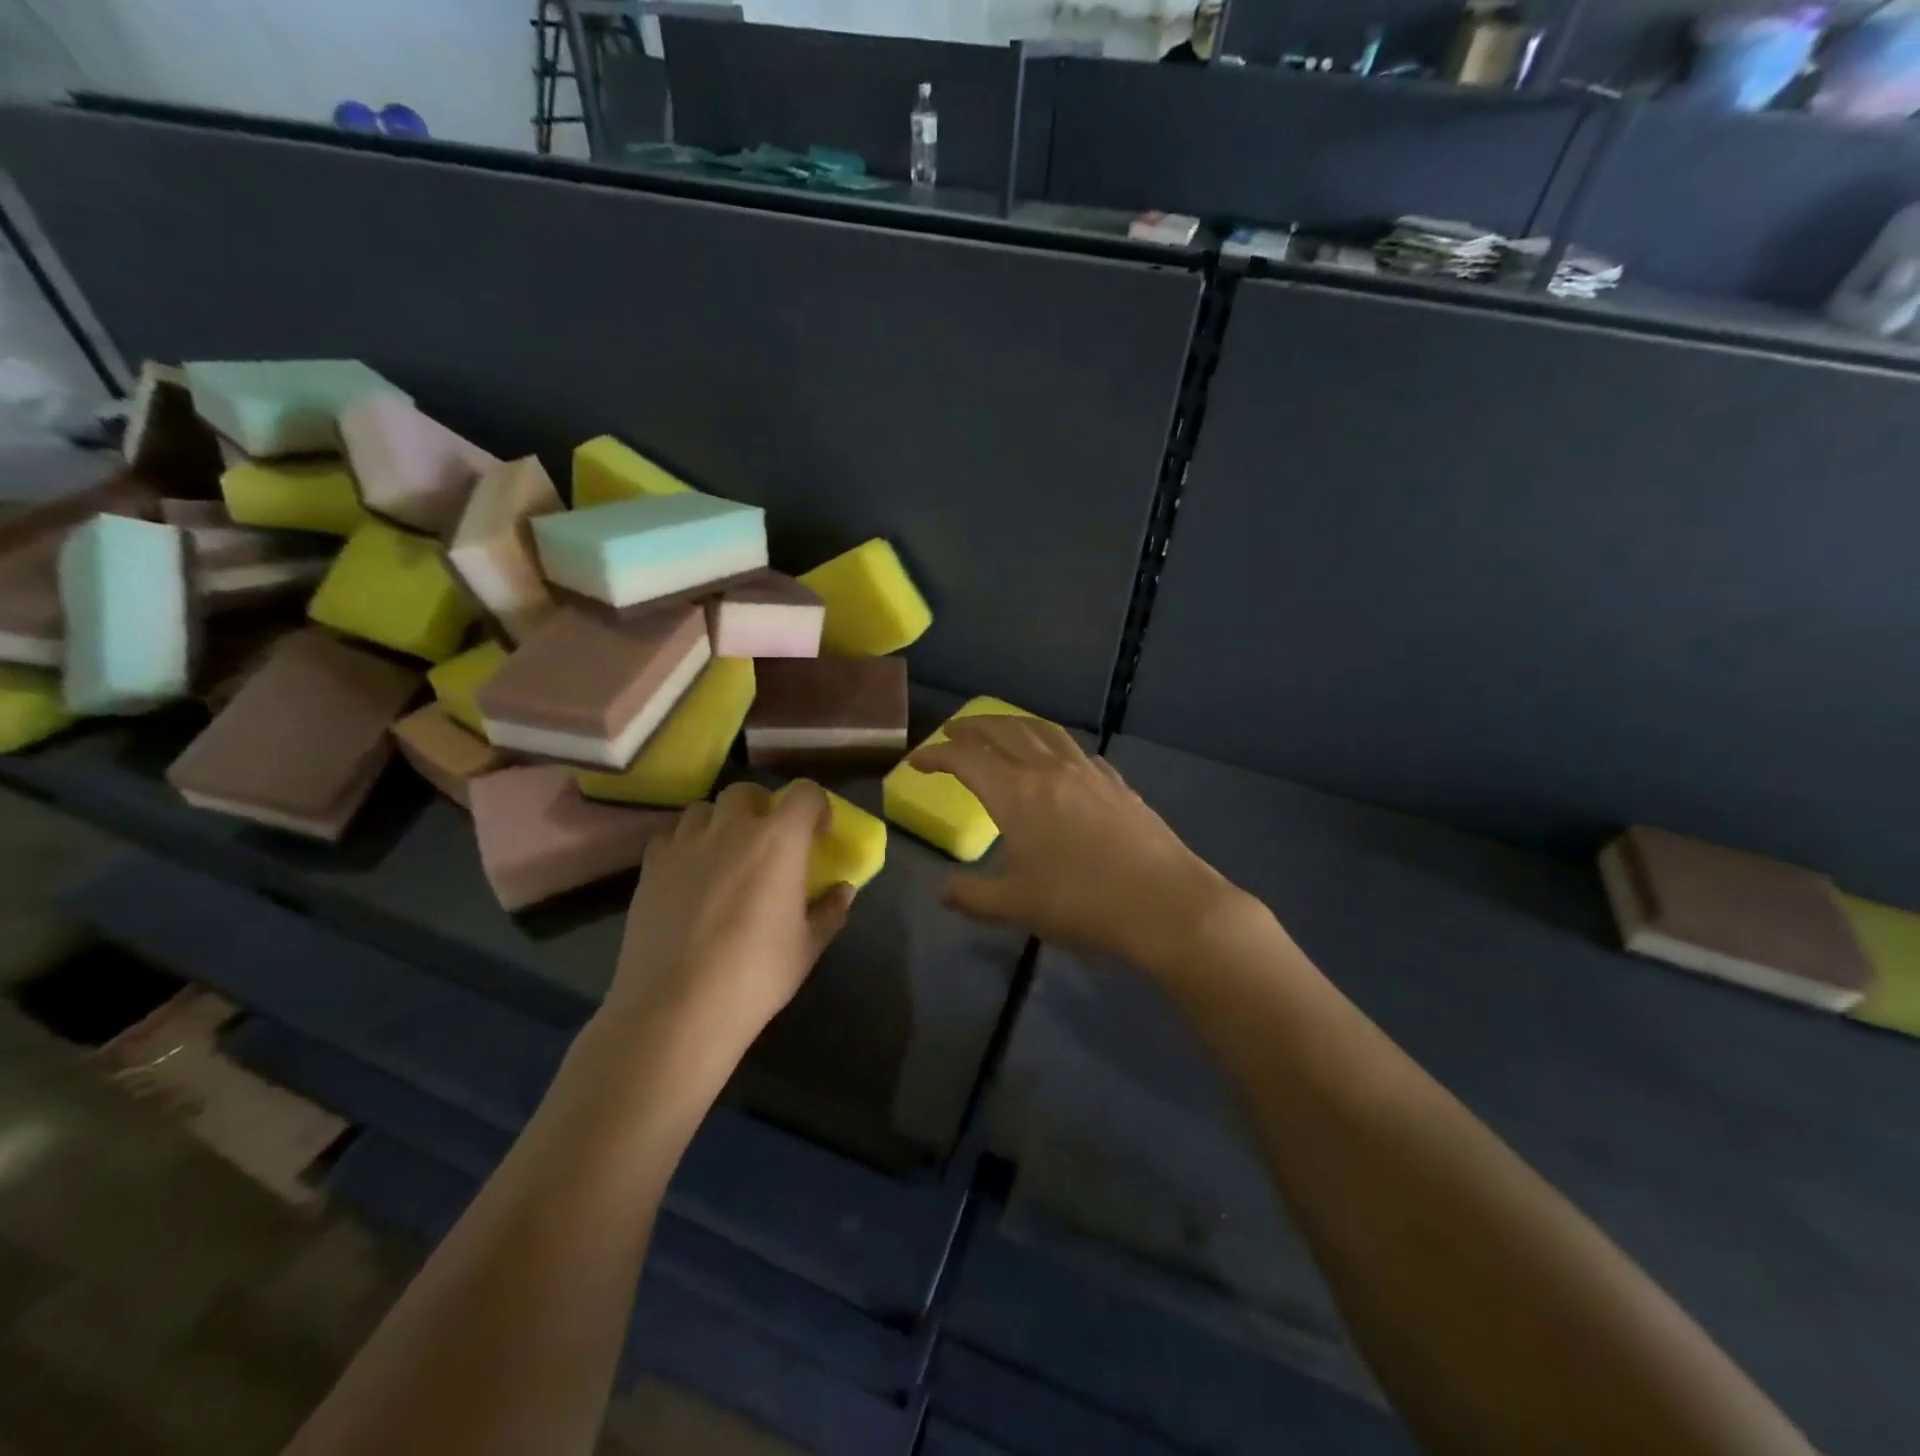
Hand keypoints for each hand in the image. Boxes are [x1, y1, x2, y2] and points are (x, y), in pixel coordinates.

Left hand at [606, 781, 853, 1052]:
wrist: (677, 1008)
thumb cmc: (755, 975)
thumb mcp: (807, 947)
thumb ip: (830, 911)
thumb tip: (844, 890)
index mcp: (778, 841)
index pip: (804, 793)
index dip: (816, 806)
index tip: (818, 835)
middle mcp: (731, 829)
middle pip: (747, 792)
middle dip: (762, 807)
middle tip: (768, 841)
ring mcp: (685, 845)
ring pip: (704, 809)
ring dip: (720, 822)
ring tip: (724, 855)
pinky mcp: (651, 867)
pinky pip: (670, 837)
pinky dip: (685, 844)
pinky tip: (689, 875)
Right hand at [908, 717, 1262, 977]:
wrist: (1166, 904)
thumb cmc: (1082, 903)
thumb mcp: (1017, 906)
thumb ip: (972, 896)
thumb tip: (943, 891)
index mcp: (1018, 794)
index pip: (966, 760)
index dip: (937, 756)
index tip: (916, 761)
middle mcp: (1050, 770)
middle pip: (1004, 732)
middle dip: (973, 728)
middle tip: (953, 731)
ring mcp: (1088, 773)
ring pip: (1044, 732)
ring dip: (1014, 725)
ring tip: (1001, 730)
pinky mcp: (1117, 784)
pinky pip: (1077, 751)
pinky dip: (1054, 746)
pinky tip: (1059, 760)